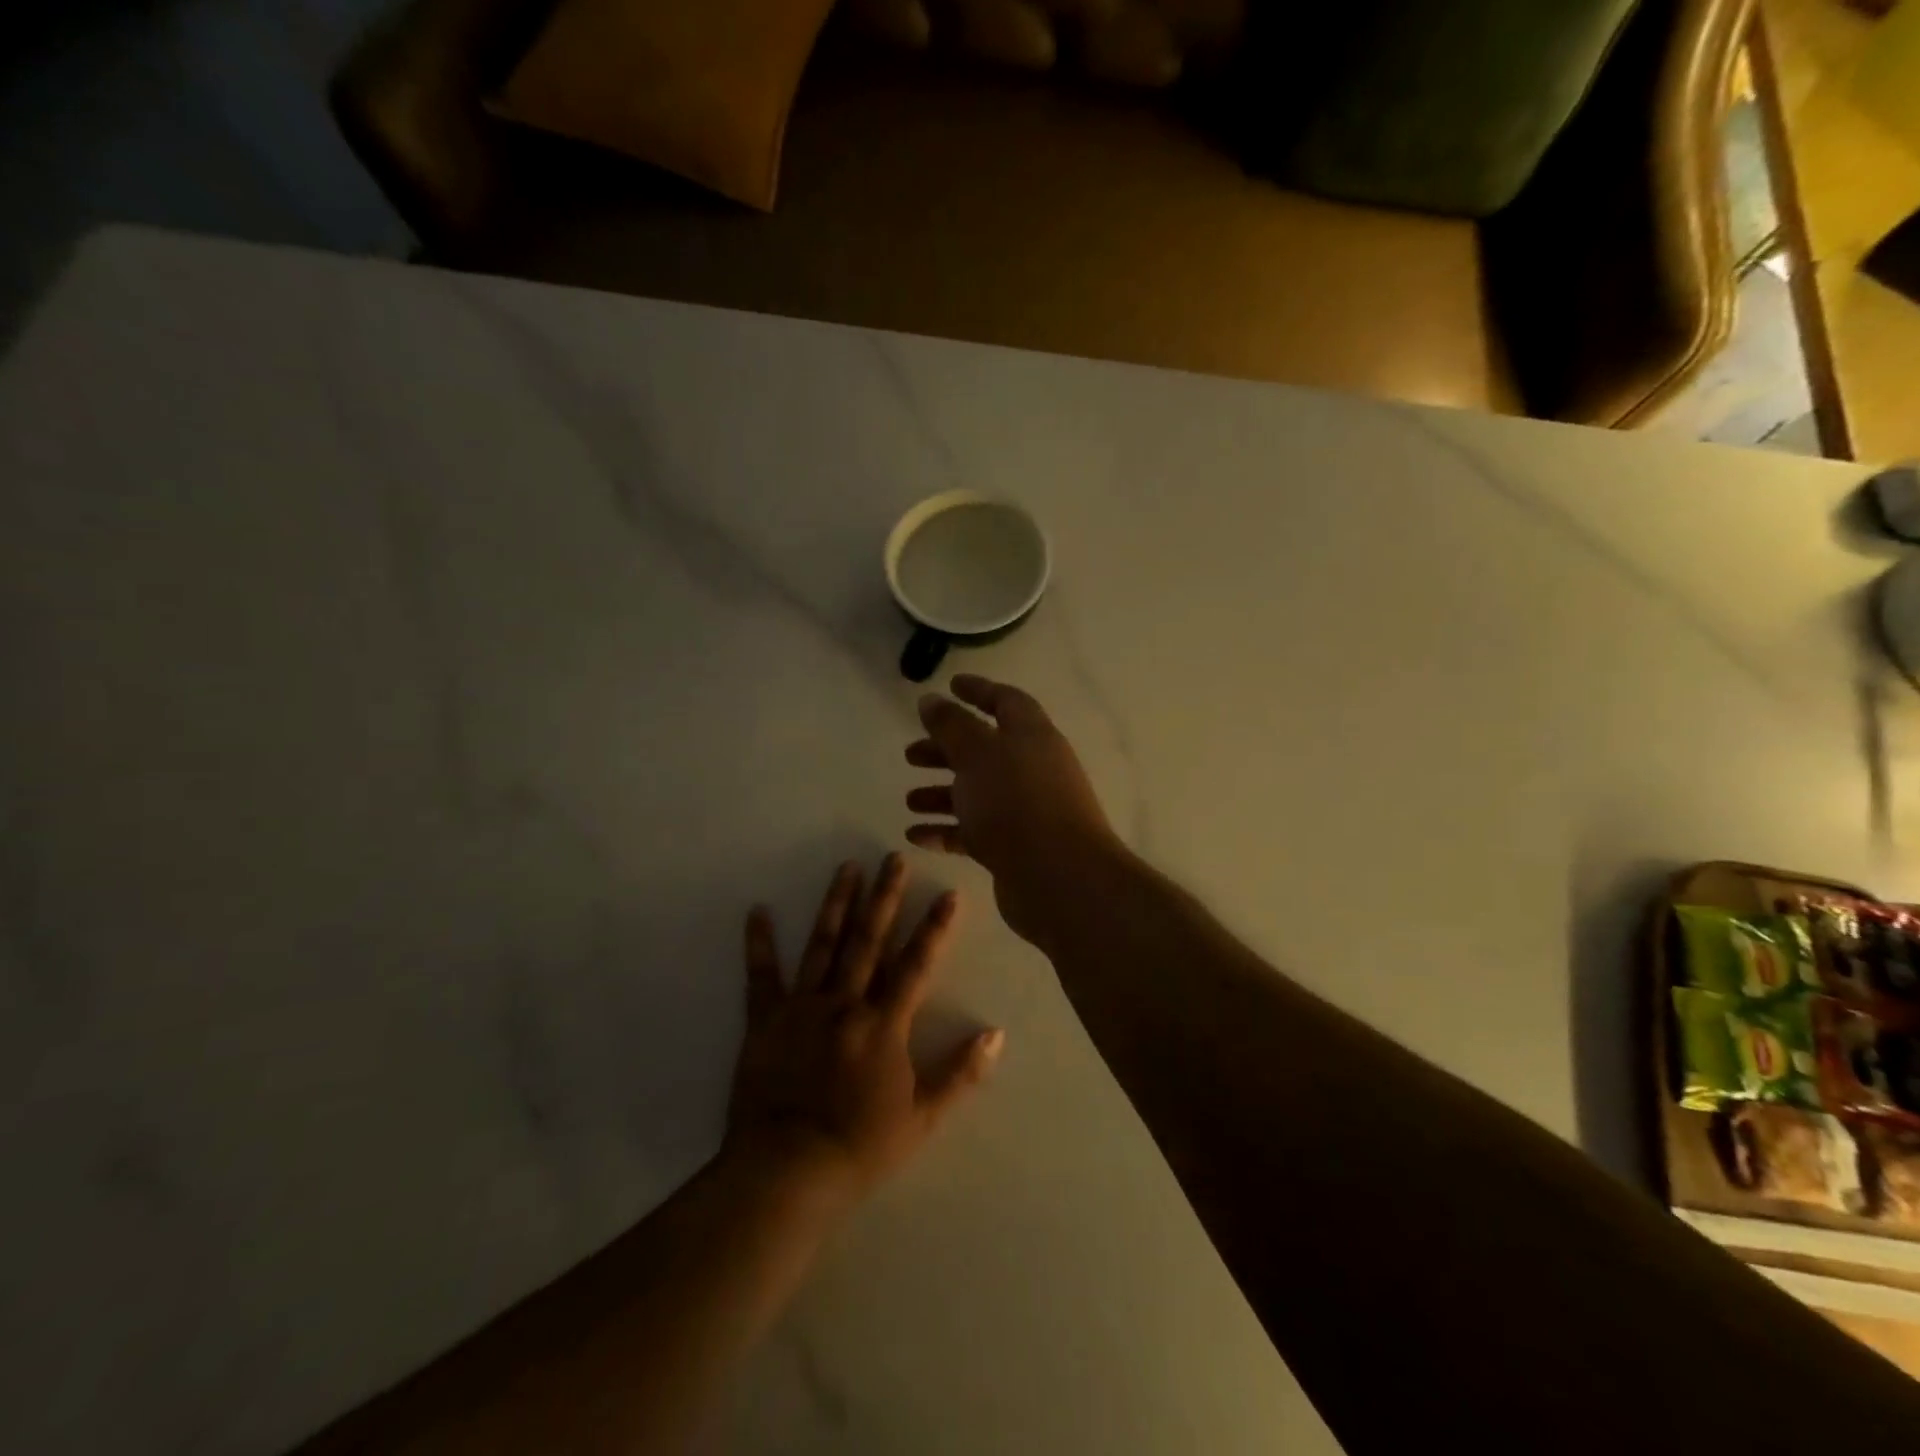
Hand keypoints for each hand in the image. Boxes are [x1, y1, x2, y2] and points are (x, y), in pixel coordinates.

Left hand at [726, 854, 1003, 1200]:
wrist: (787, 1172)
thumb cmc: (860, 1147)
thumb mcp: (922, 1118)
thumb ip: (960, 1073)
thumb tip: (997, 1034)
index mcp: (883, 1024)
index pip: (916, 965)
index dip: (935, 928)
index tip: (948, 894)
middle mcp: (844, 1002)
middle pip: (868, 940)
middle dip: (885, 896)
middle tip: (893, 857)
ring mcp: (802, 1007)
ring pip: (822, 944)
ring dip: (836, 903)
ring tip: (847, 866)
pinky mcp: (765, 1021)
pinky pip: (761, 976)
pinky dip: (758, 943)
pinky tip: (757, 911)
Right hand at [905, 675, 1122, 943]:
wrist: (1059, 878)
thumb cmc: (1016, 802)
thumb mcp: (976, 754)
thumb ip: (950, 725)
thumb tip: (931, 699)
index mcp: (1031, 735)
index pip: (1005, 701)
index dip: (978, 691)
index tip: (950, 686)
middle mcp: (1032, 768)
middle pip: (985, 750)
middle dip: (946, 750)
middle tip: (910, 754)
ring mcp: (1026, 810)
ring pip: (977, 793)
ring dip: (941, 793)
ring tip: (909, 800)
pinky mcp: (1016, 847)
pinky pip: (975, 831)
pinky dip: (946, 830)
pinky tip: (915, 835)